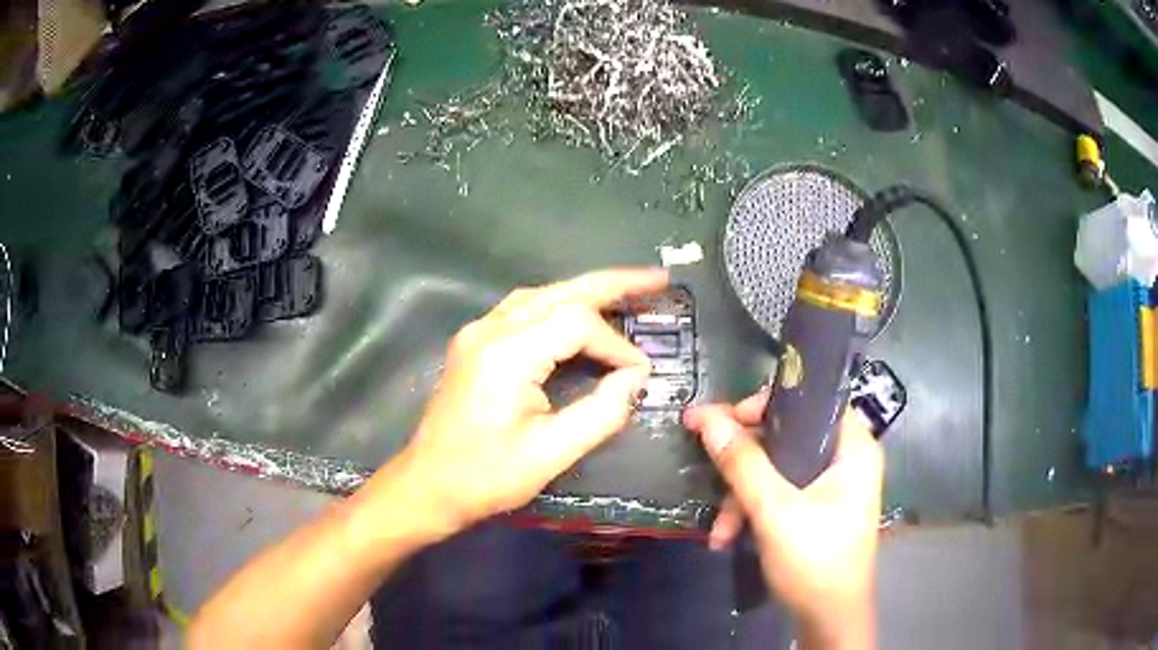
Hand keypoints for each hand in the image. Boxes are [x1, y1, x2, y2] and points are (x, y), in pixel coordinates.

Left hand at [396, 268, 667, 534]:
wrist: (428, 485)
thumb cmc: (485, 476)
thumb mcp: (551, 453)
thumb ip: (601, 412)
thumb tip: (635, 379)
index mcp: (507, 354)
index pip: (577, 324)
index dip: (616, 344)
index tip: (640, 374)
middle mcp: (490, 329)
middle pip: (561, 291)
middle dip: (613, 283)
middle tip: (657, 280)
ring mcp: (477, 332)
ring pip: (541, 295)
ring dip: (585, 291)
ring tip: (627, 292)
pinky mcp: (474, 344)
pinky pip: (523, 310)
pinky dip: (559, 307)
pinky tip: (580, 316)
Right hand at [683, 393, 882, 646]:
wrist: (827, 619)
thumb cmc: (814, 560)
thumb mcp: (775, 511)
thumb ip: (743, 463)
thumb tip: (707, 417)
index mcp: (853, 448)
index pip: (812, 401)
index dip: (769, 404)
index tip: (726, 421)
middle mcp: (845, 460)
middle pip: (789, 436)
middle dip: (744, 463)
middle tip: (708, 464)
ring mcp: (831, 486)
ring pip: (778, 469)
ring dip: (742, 496)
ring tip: (719, 530)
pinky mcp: (816, 509)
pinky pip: (780, 494)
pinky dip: (753, 511)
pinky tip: (728, 537)